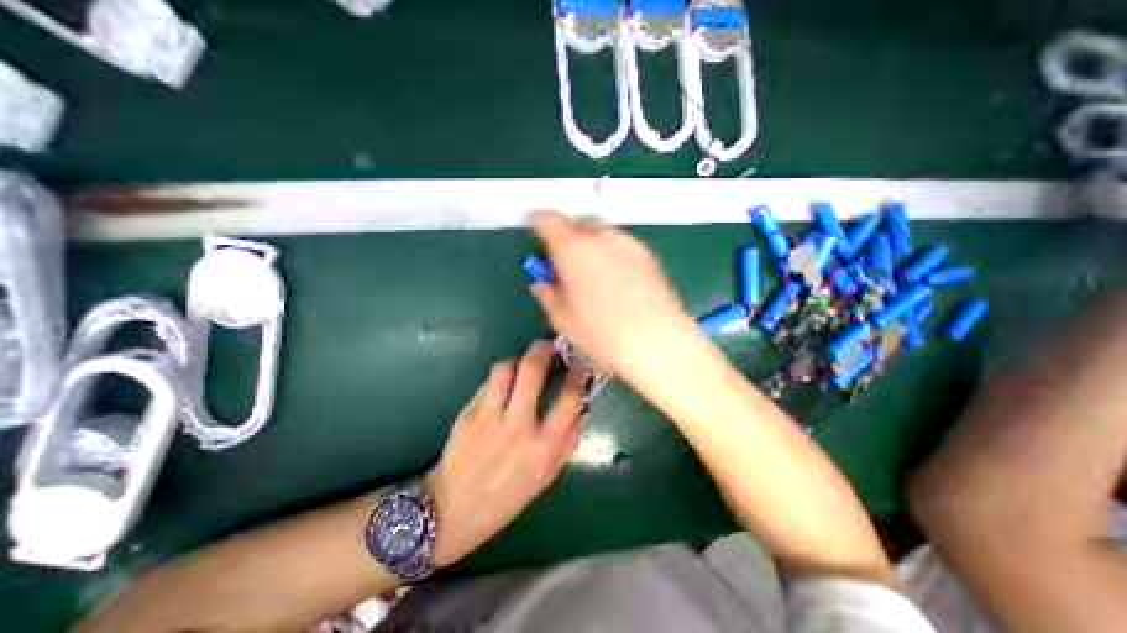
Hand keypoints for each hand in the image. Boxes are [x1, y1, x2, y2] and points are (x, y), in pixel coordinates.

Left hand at [426, 340, 590, 567]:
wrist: (453, 509)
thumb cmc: (507, 496)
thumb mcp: (547, 476)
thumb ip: (567, 440)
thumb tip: (579, 408)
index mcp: (543, 448)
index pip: (568, 400)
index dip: (577, 374)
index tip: (579, 361)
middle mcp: (517, 428)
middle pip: (532, 372)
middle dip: (543, 350)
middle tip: (548, 344)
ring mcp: (488, 419)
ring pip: (505, 369)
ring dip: (518, 358)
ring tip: (524, 362)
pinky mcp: (467, 414)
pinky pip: (488, 383)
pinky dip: (500, 377)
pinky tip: (504, 384)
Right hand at [528, 213, 695, 379]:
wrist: (656, 341)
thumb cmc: (603, 332)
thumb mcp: (562, 318)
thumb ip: (547, 294)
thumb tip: (544, 285)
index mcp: (572, 249)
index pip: (547, 220)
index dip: (538, 224)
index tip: (536, 232)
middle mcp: (601, 237)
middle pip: (577, 222)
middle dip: (568, 237)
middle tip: (565, 262)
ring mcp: (627, 243)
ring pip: (601, 234)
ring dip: (592, 246)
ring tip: (593, 275)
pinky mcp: (647, 255)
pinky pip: (621, 246)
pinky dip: (612, 255)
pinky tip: (616, 281)